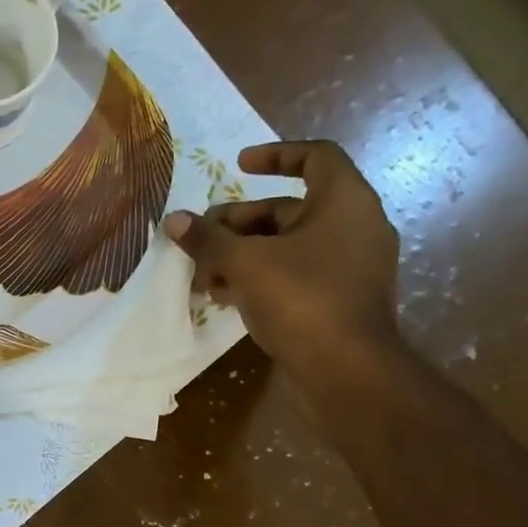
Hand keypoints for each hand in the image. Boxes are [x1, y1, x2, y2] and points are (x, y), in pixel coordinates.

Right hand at [163, 140, 400, 381]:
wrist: (346, 372)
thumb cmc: (302, 300)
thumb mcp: (245, 264)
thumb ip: (208, 240)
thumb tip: (174, 220)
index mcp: (345, 201)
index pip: (315, 157)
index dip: (275, 154)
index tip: (238, 165)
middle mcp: (353, 227)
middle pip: (288, 210)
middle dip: (238, 224)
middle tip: (200, 240)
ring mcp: (348, 267)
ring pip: (286, 248)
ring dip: (241, 256)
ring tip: (203, 276)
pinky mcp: (338, 301)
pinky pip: (295, 276)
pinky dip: (260, 279)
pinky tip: (224, 297)